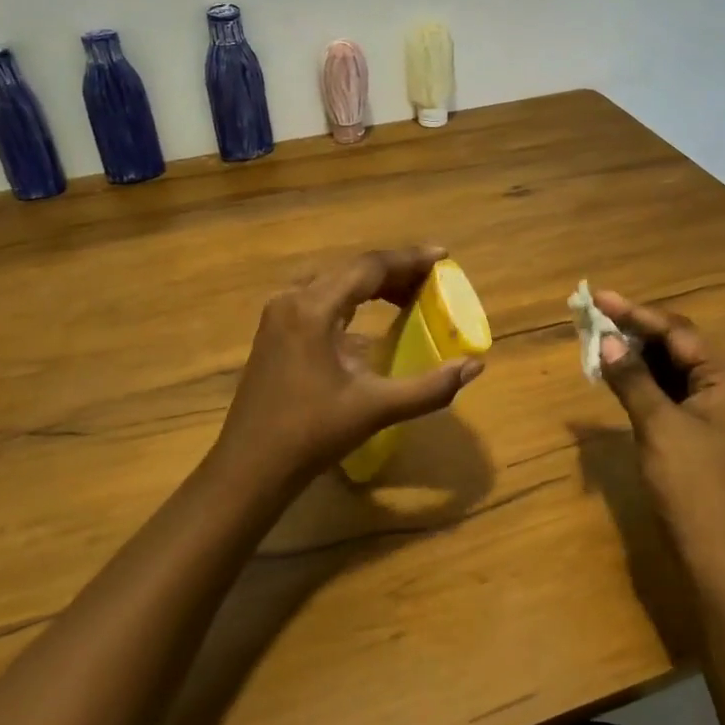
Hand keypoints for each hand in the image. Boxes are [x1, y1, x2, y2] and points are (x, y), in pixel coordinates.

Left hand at [216, 247, 484, 483]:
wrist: (249, 468)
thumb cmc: (311, 435)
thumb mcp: (375, 409)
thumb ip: (429, 387)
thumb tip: (474, 366)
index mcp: (313, 309)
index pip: (369, 267)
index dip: (408, 259)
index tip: (443, 256)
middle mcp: (292, 300)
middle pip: (350, 270)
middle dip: (393, 271)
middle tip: (431, 280)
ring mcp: (277, 316)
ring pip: (332, 283)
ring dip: (370, 285)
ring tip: (406, 295)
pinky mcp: (273, 333)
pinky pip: (317, 300)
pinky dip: (348, 301)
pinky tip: (366, 322)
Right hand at [594, 291, 724, 576]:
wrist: (722, 558)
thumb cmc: (694, 486)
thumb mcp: (658, 427)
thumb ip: (633, 380)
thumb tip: (606, 341)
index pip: (677, 332)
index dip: (634, 314)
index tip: (598, 297)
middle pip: (677, 347)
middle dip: (634, 332)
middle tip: (593, 318)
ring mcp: (718, 414)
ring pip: (672, 371)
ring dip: (637, 358)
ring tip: (598, 341)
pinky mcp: (704, 435)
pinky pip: (672, 395)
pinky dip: (645, 385)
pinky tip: (618, 378)